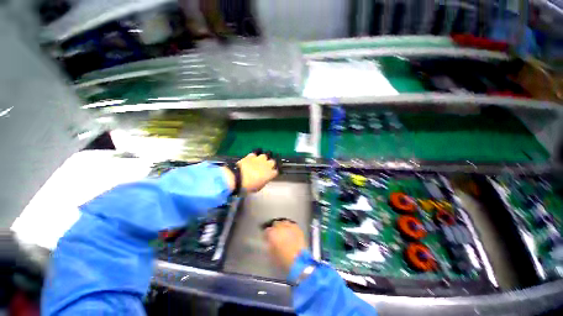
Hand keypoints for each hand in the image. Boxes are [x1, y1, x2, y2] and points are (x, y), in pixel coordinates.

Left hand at [222, 152, 278, 192]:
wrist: (238, 178)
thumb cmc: (249, 186)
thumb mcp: (258, 187)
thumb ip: (263, 181)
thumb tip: (263, 179)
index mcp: (270, 174)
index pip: (275, 172)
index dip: (273, 173)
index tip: (270, 175)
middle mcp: (267, 165)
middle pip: (273, 162)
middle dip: (270, 164)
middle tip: (265, 168)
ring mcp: (259, 159)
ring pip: (264, 156)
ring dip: (262, 159)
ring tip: (259, 162)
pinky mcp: (251, 156)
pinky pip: (254, 155)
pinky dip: (253, 157)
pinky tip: (251, 159)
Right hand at [264, 220, 306, 271]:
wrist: (299, 260)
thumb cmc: (283, 259)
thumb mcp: (272, 254)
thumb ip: (269, 245)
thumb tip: (269, 242)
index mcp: (272, 233)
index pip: (267, 230)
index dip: (266, 234)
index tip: (267, 238)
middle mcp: (280, 226)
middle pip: (276, 223)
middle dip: (275, 228)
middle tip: (276, 234)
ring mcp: (290, 226)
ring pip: (284, 222)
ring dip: (283, 226)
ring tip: (284, 232)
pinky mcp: (297, 228)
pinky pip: (292, 225)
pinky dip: (291, 228)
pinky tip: (291, 232)